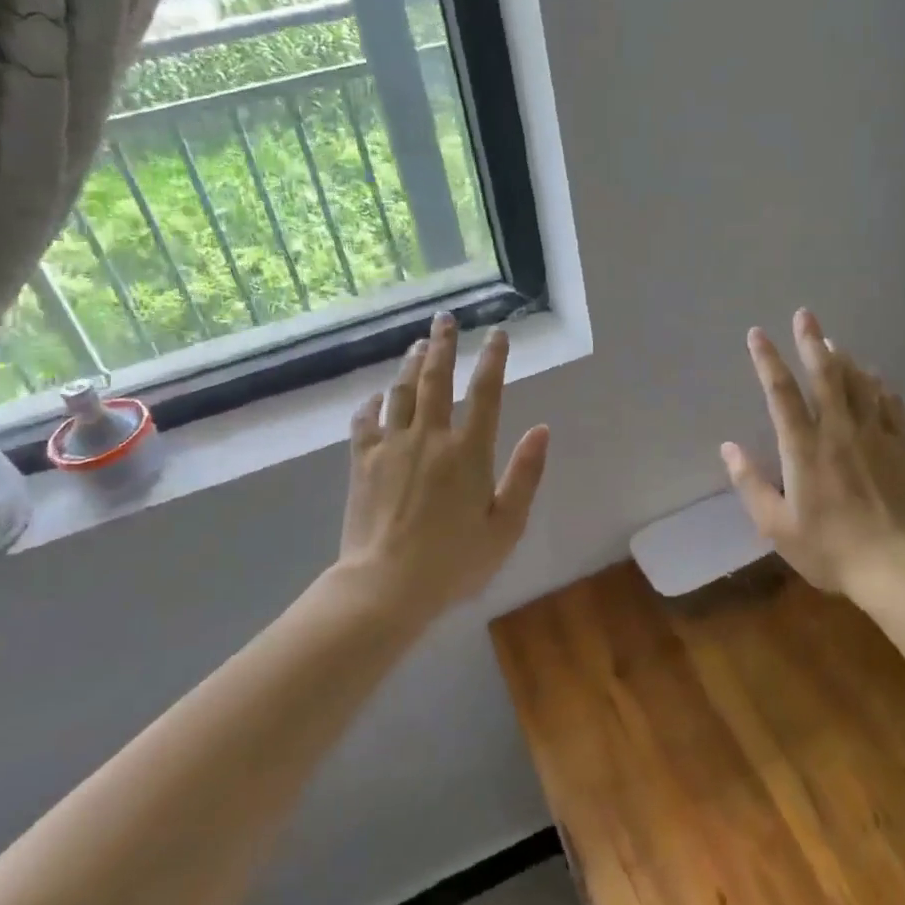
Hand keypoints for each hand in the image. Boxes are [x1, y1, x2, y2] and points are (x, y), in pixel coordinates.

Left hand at [337, 312, 550, 618]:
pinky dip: (371, 405)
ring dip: (411, 364)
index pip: (487, 392)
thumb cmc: (454, 561)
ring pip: (402, 392)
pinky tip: (375, 397)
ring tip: (418, 345)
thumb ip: (526, 474)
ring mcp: (393, 446)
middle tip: (445, 318)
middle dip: (444, 344)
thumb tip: (541, 429)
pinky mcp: (362, 462)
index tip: (498, 334)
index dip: (494, 359)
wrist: (386, 585)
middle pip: (437, 378)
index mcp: (469, 451)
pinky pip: (365, 422)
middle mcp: (431, 437)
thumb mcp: (506, 525)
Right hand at [722, 308, 904, 598]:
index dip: (767, 359)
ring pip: (859, 383)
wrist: (902, 567)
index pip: (781, 392)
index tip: (757, 333)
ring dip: (844, 358)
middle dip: (811, 341)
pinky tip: (875, 379)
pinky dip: (879, 385)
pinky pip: (891, 404)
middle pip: (825, 374)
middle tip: (804, 314)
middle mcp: (839, 430)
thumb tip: (727, 448)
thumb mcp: (777, 526)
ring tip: (833, 342)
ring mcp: (876, 435)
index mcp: (804, 448)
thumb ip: (750, 484)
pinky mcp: (903, 447)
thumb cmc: (832, 549)